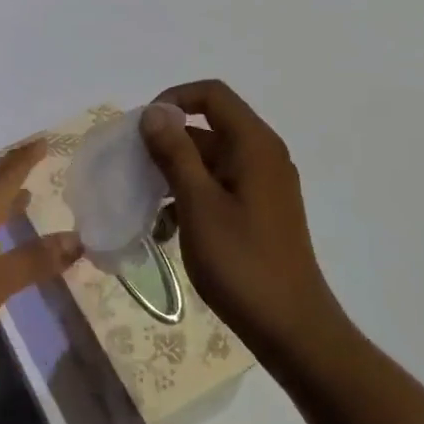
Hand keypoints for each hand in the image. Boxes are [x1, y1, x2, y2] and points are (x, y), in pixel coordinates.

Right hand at [141, 81, 353, 371]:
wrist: (292, 329)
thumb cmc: (242, 263)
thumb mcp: (199, 204)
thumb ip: (175, 153)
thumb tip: (155, 111)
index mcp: (254, 145)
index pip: (211, 95)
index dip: (172, 100)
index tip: (140, 130)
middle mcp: (262, 156)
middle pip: (208, 127)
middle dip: (166, 143)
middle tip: (131, 171)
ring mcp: (262, 185)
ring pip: (208, 161)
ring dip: (173, 175)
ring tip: (144, 205)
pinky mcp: (258, 211)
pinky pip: (217, 187)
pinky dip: (190, 198)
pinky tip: (166, 229)